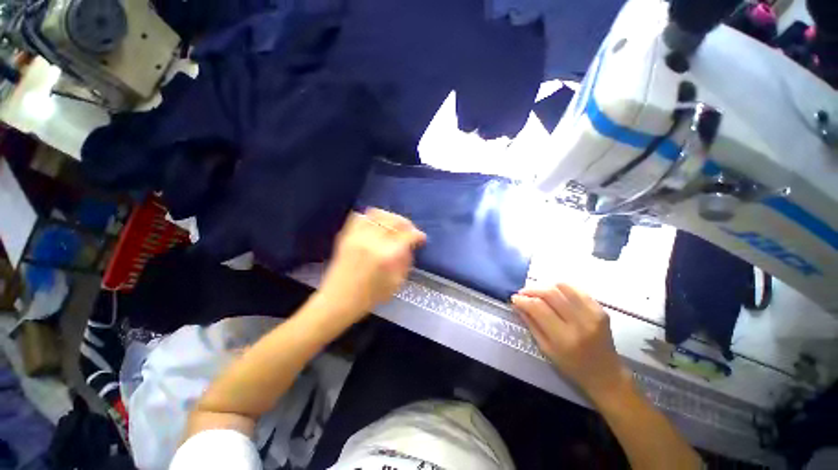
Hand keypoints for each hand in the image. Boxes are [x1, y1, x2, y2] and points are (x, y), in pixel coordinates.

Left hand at [317, 208, 425, 323]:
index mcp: (387, 256)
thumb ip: (405, 262)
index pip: (408, 235)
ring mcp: (357, 236)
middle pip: (395, 221)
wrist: (337, 301)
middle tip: (410, 231)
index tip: (421, 238)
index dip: (418, 235)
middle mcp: (373, 241)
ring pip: (378, 214)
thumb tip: (410, 247)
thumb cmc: (369, 297)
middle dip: (407, 224)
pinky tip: (376, 224)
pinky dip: (371, 217)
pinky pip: (360, 217)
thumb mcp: (396, 284)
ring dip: (390, 217)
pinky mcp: (346, 236)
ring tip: (394, 225)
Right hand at [512, 283, 630, 402]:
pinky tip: (554, 293)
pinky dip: (561, 287)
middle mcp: (580, 323)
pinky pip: (576, 289)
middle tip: (522, 293)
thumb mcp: (546, 349)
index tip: (514, 298)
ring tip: (537, 292)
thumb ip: (531, 324)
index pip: (538, 308)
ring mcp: (593, 314)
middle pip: (550, 294)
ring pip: (562, 287)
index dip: (523, 300)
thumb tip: (516, 304)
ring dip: (545, 286)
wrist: (606, 374)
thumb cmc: (572, 366)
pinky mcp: (601, 309)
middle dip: (532, 290)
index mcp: (564, 338)